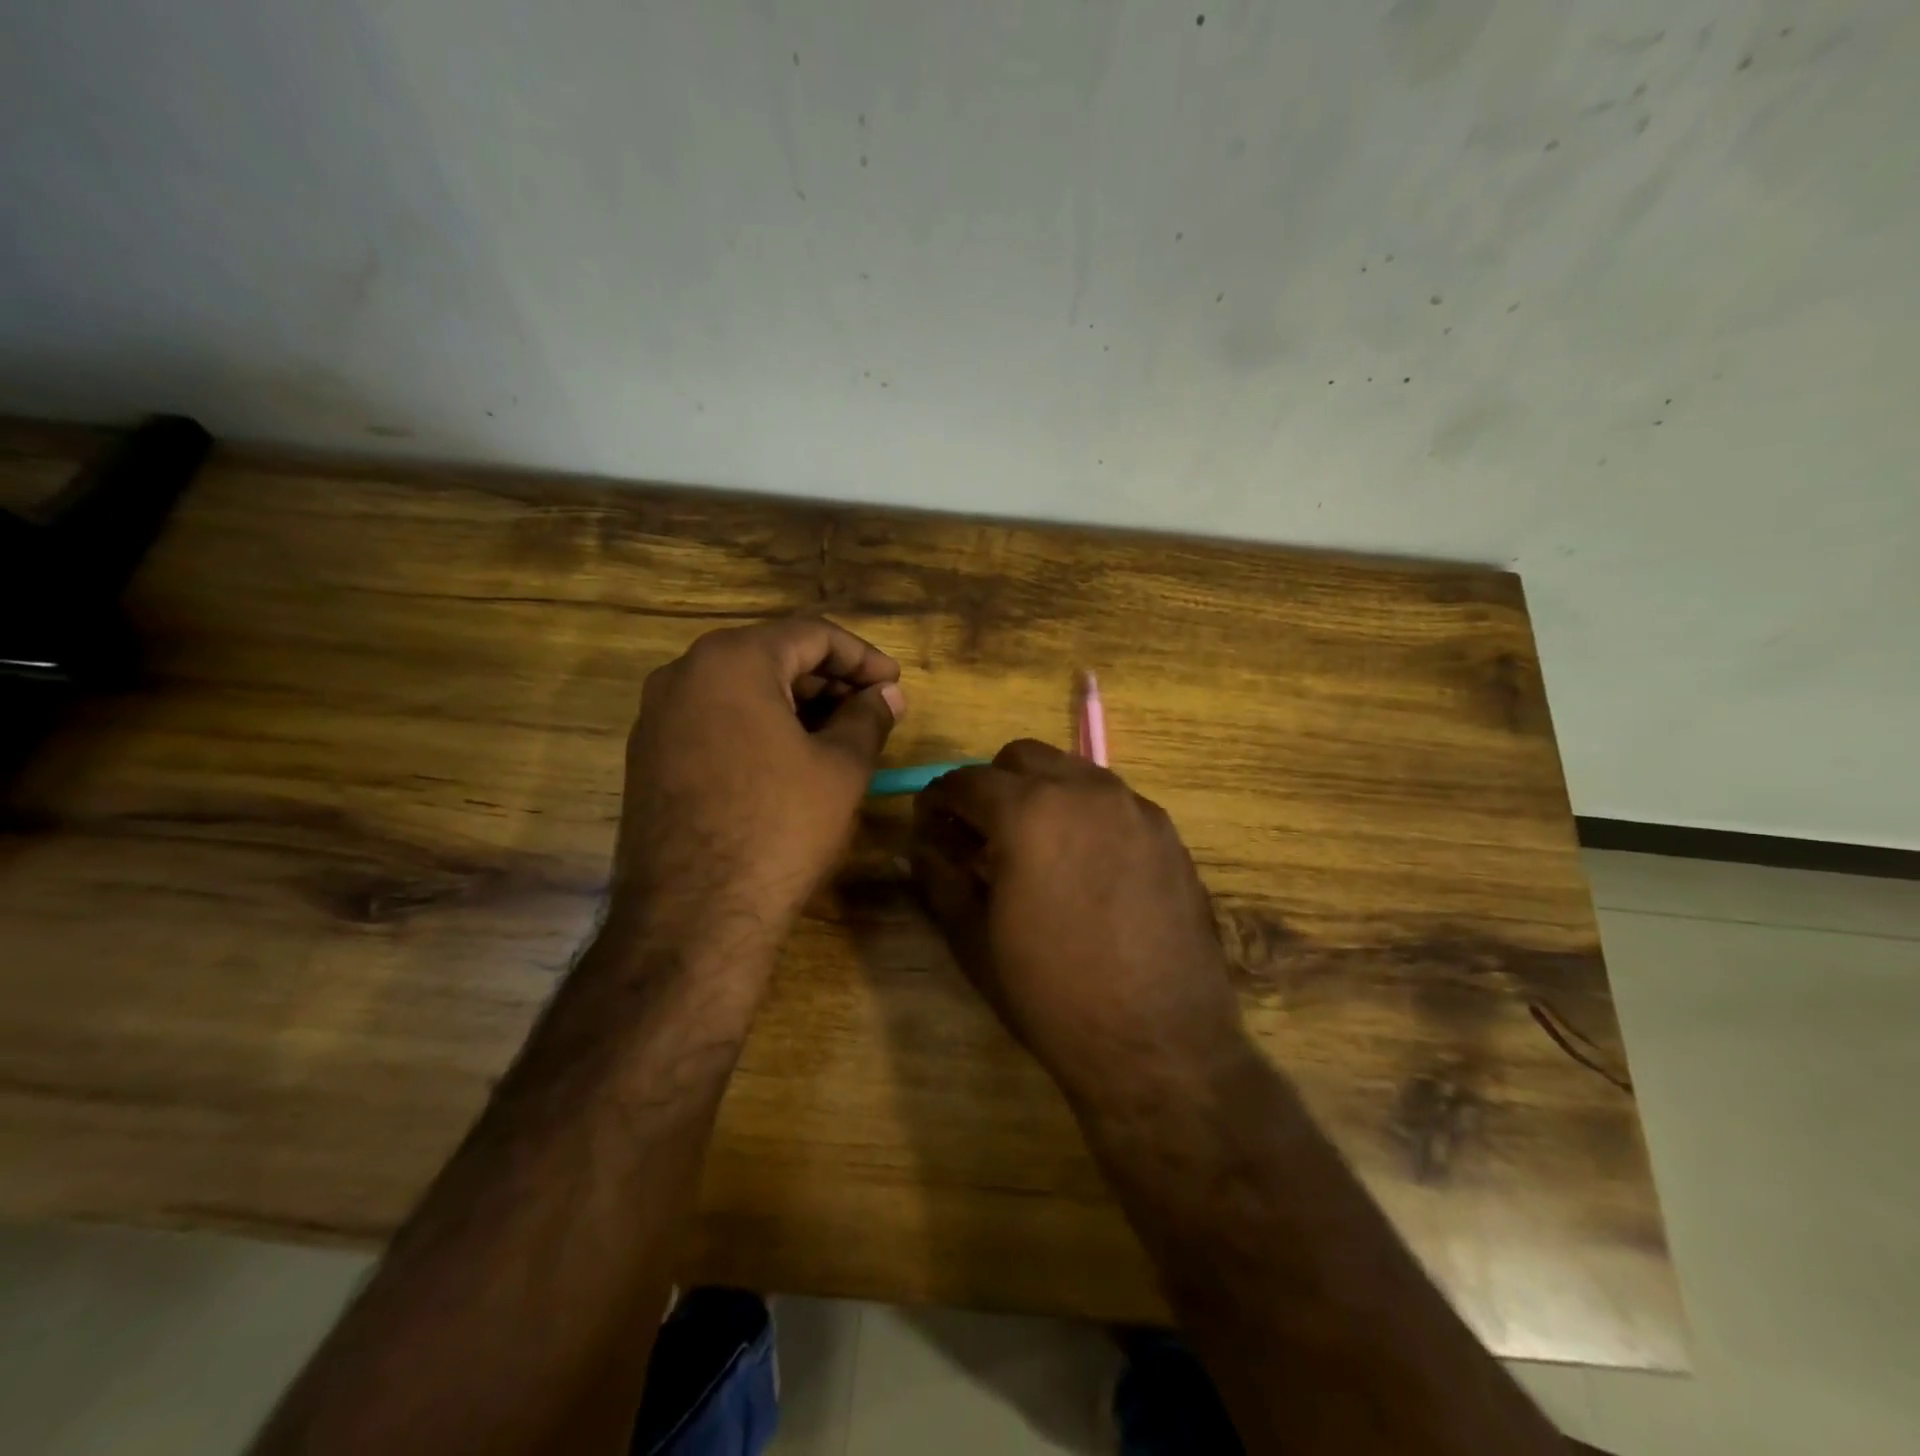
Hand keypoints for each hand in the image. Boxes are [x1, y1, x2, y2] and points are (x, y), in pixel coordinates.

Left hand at [610, 617, 904, 965]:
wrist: (693, 915)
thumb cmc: (779, 827)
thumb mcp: (841, 768)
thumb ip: (868, 718)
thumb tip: (887, 695)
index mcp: (731, 660)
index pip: (810, 634)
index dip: (862, 656)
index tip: (894, 684)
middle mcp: (683, 674)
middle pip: (771, 656)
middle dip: (829, 680)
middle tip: (872, 711)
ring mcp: (657, 717)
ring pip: (741, 689)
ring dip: (796, 704)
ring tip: (840, 737)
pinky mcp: (648, 757)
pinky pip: (715, 720)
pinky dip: (759, 727)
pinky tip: (792, 760)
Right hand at [910, 740, 1248, 1111]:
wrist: (1158, 1044)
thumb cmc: (1052, 995)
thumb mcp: (975, 940)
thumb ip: (940, 879)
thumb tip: (919, 848)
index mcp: (1028, 812)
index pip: (967, 780)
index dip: (938, 799)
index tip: (930, 823)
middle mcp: (1085, 791)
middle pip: (1023, 757)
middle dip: (992, 785)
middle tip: (980, 833)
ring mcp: (1135, 808)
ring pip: (1073, 771)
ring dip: (1042, 792)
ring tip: (1035, 847)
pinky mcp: (1168, 833)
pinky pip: (1113, 801)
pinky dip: (1084, 813)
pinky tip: (1085, 865)